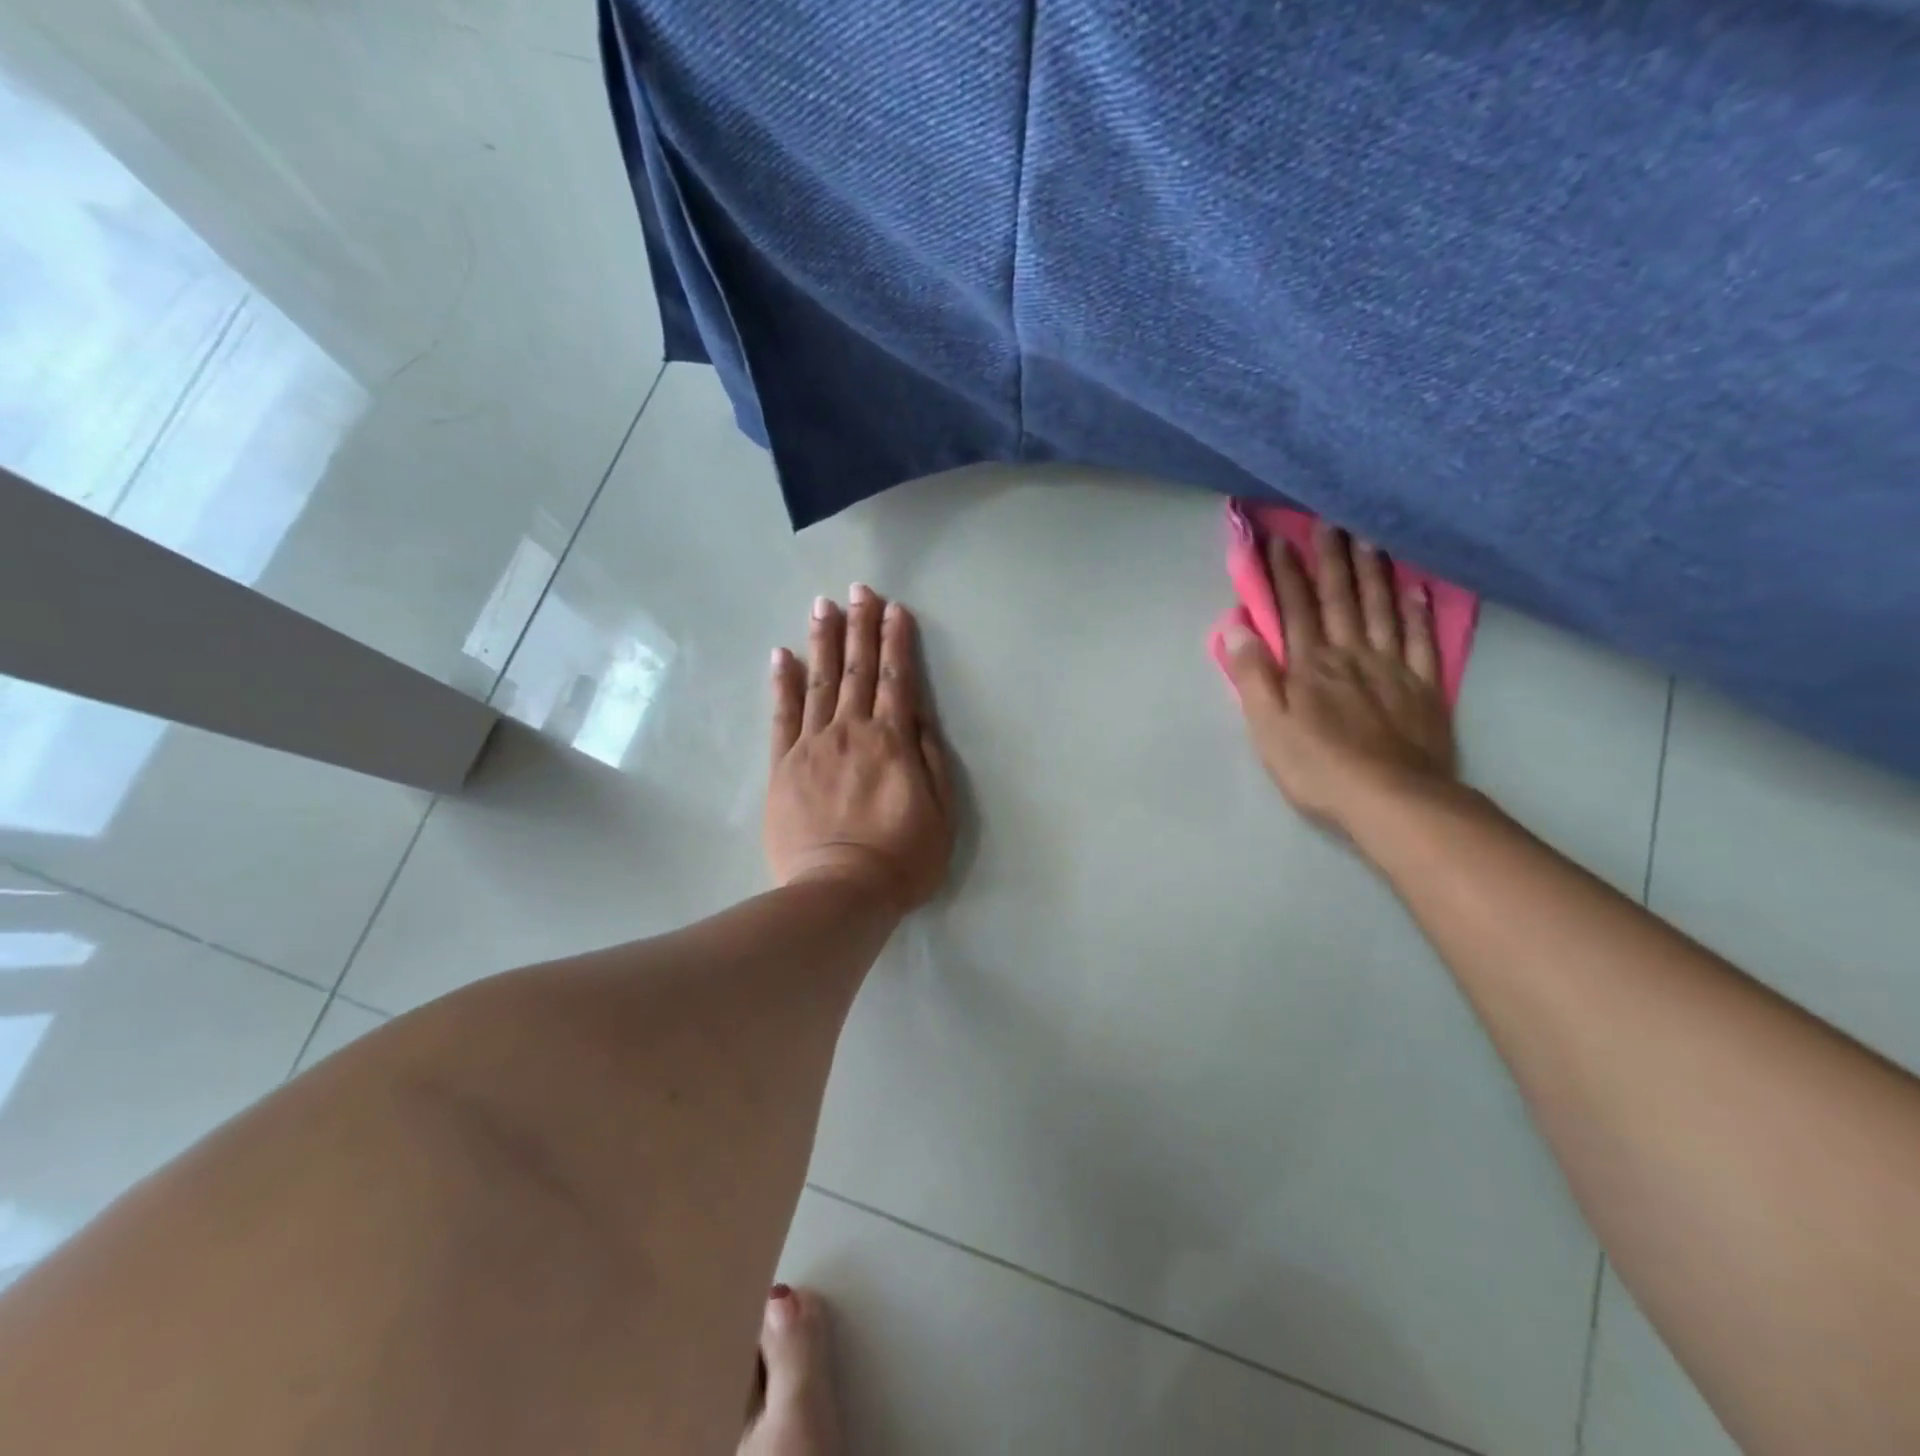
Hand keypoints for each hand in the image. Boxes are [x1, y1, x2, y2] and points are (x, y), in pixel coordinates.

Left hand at [765, 584, 954, 912]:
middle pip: (858, 670)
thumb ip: (930, 759)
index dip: (897, 641)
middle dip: (860, 627)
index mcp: (893, 742)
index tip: (894, 608)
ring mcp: (813, 746)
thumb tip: (919, 715)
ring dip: (823, 641)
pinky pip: (782, 715)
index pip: (897, 679)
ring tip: (823, 605)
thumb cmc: (901, 859)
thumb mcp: (941, 813)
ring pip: (819, 682)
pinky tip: (782, 655)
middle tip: (858, 589)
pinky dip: (782, 683)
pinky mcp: (783, 765)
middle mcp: (852, 732)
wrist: (840, 893)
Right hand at [1222, 523, 1456, 836]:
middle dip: (1331, 560)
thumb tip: (1237, 629)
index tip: (1278, 541)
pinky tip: (1416, 587)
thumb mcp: (1268, 727)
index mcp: (1310, 666)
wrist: (1392, 800)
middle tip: (1329, 522)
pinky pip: (1423, 640)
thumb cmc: (1318, 768)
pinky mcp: (1424, 687)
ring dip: (1374, 572)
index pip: (1295, 610)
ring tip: (1369, 538)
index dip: (1285, 575)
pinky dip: (1419, 610)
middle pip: (1341, 599)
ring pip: (1382, 610)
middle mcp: (1352, 655)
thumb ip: (1253, 676)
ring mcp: (1393, 668)